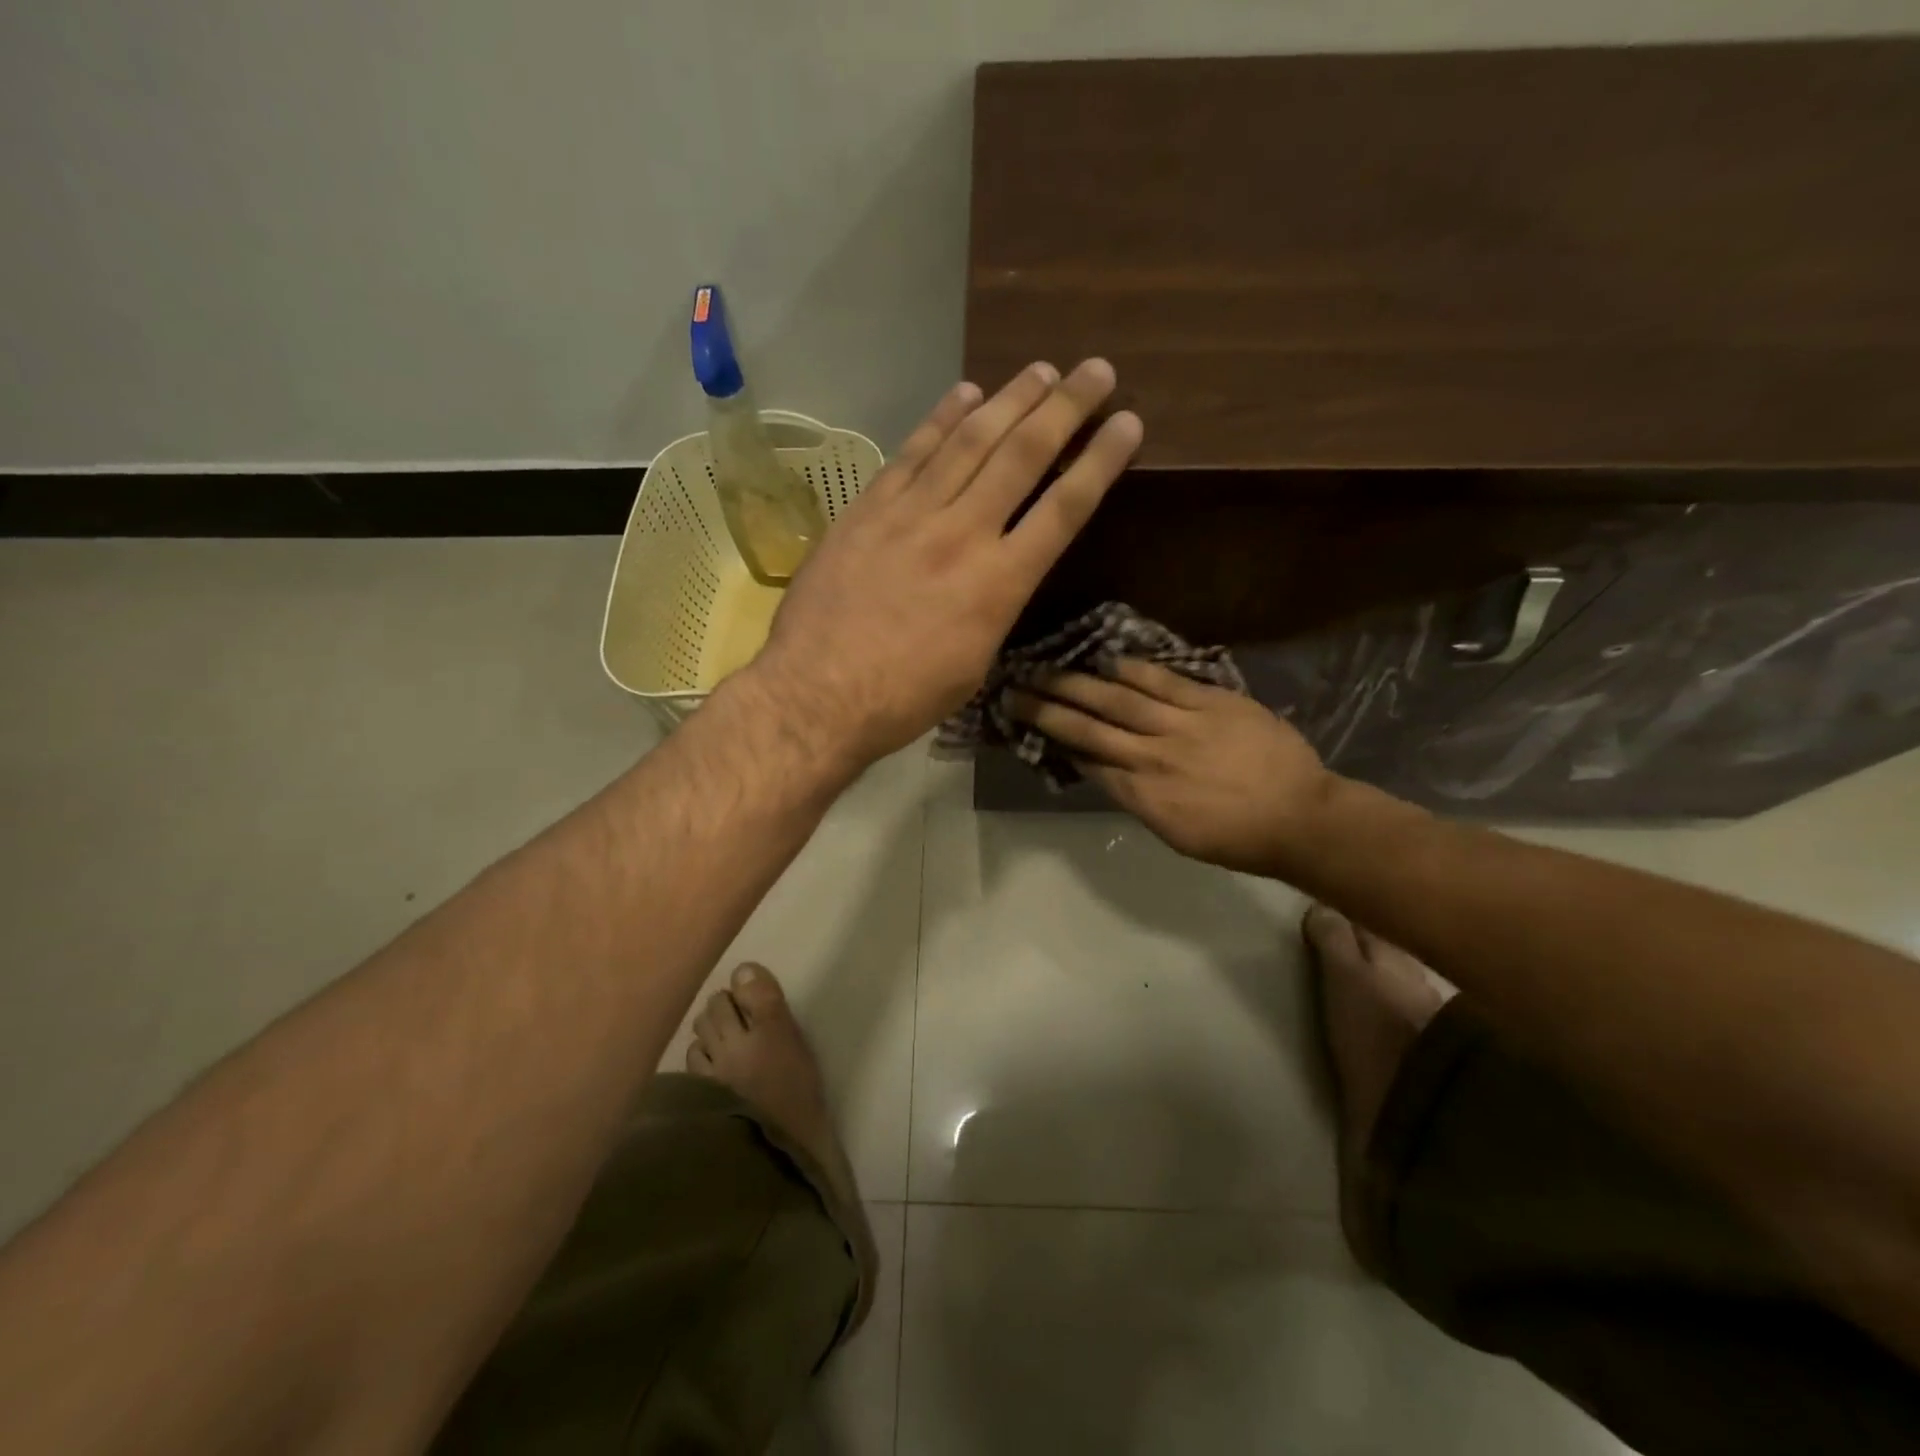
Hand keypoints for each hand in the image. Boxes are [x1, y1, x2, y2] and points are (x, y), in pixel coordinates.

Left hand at [748, 360, 1143, 766]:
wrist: (817, 694)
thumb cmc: (903, 699)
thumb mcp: (973, 664)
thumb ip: (994, 608)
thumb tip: (999, 575)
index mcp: (1001, 584)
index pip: (1065, 508)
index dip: (1101, 460)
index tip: (1128, 423)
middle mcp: (964, 534)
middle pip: (1023, 456)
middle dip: (1065, 408)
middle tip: (1096, 370)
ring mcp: (911, 515)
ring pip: (969, 442)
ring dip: (1010, 400)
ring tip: (1041, 371)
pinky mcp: (868, 510)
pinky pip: (912, 453)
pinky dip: (941, 419)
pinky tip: (965, 394)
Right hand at [1005, 659, 1332, 873]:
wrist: (1300, 817)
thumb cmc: (1236, 838)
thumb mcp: (1176, 833)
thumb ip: (1137, 799)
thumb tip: (1103, 769)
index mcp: (1142, 796)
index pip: (1086, 760)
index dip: (1053, 739)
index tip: (1026, 723)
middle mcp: (1152, 757)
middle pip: (1089, 727)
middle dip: (1047, 708)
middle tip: (1014, 689)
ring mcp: (1182, 725)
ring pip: (1118, 700)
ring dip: (1077, 683)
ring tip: (1045, 668)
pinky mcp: (1212, 702)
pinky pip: (1164, 682)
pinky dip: (1133, 670)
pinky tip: (1107, 659)